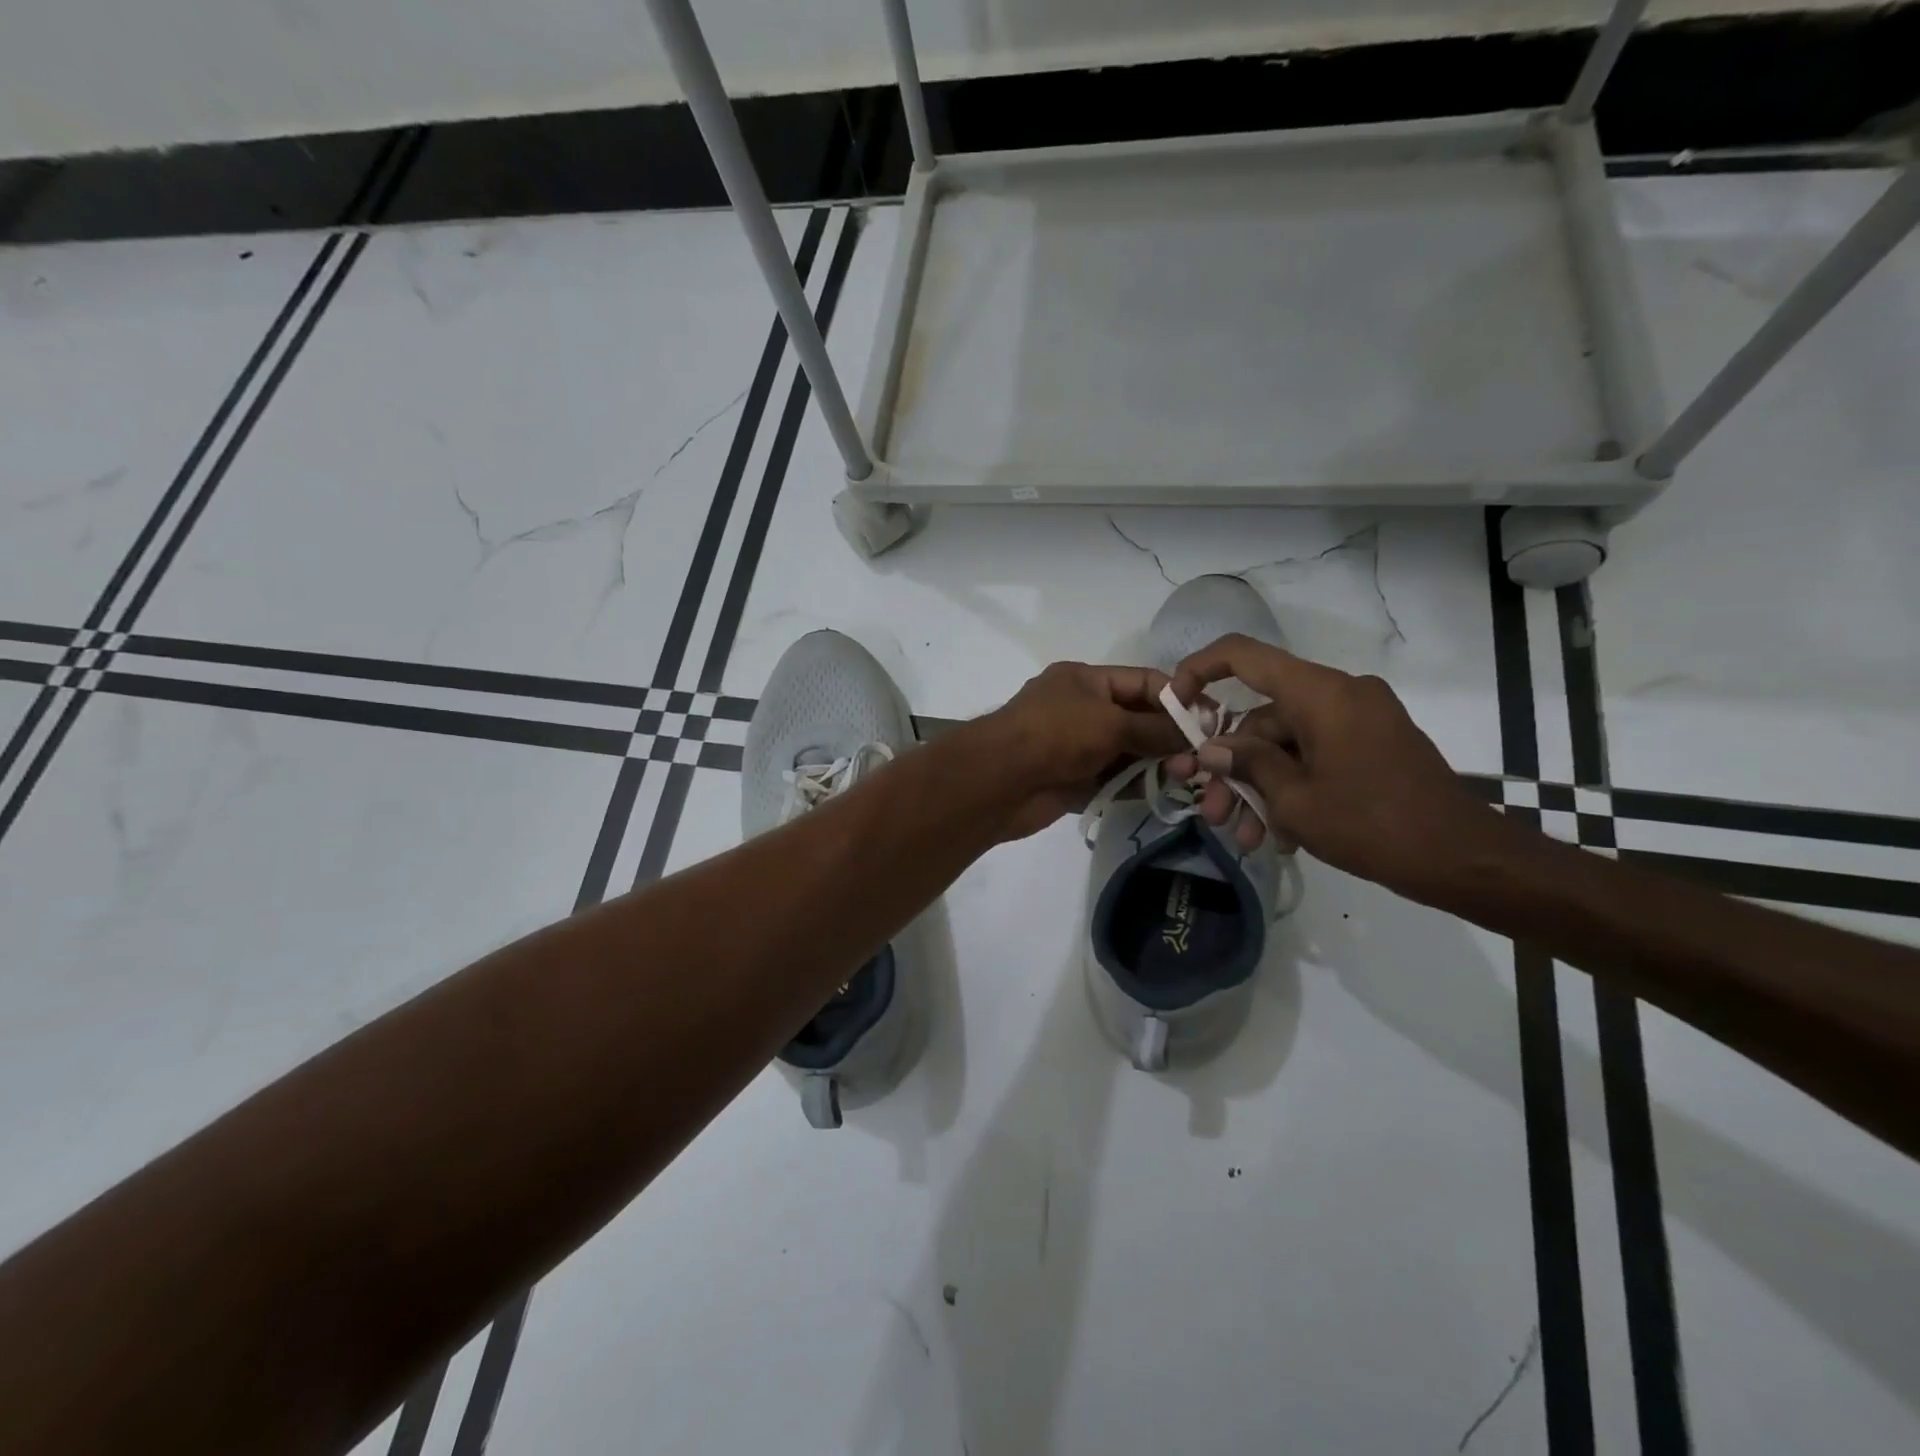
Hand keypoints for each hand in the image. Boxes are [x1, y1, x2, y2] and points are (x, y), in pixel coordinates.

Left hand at [980, 662, 1189, 840]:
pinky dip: (1135, 784)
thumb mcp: (1110, 722)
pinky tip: (1162, 792)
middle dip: (1168, 735)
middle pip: (1136, 718)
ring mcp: (1076, 746)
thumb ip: (1154, 728)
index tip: (1210, 720)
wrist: (999, 781)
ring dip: (1155, 763)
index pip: (1142, 682)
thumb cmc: (1055, 735)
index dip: (1177, 698)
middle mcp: (1081, 709)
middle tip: (1205, 756)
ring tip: (1189, 777)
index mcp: (1085, 680)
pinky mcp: (1074, 779)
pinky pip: (1112, 779)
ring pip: (1127, 751)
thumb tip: (1193, 732)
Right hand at [1168, 635, 1502, 902]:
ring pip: (1286, 743)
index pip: (1243, 655)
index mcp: (1319, 693)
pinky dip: (1291, 786)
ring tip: (1243, 836)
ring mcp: (1359, 719)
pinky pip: (1315, 754)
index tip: (1177, 706)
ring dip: (1259, 786)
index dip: (1199, 671)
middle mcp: (1339, 694)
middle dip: (1231, 766)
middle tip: (1211, 810)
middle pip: (1262, 716)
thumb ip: (1248, 764)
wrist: (1463, 858)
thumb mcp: (1295, 800)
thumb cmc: (1372, 824)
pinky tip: (1278, 833)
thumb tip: (1213, 749)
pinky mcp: (1372, 745)